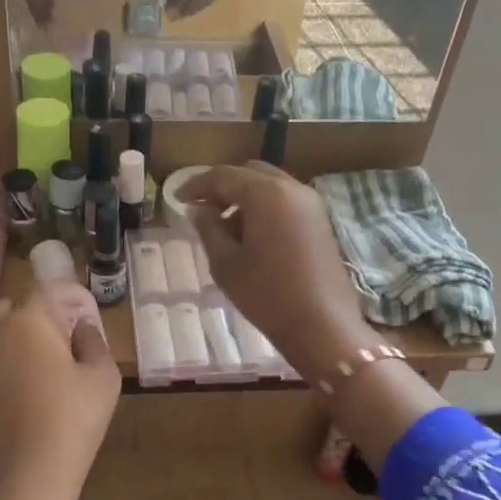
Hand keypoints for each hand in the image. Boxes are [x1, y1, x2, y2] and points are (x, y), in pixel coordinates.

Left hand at [0, 290, 120, 499]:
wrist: (15, 487)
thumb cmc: (68, 425)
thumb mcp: (102, 380)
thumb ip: (94, 342)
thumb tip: (81, 329)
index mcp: (28, 320)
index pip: (50, 288)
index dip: (72, 296)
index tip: (89, 314)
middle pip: (16, 306)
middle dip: (41, 314)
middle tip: (68, 339)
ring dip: (21, 339)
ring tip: (51, 368)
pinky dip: (7, 364)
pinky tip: (29, 392)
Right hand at [179, 163, 375, 380]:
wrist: (322, 326)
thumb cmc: (267, 295)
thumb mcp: (226, 263)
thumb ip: (208, 229)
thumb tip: (199, 210)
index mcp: (265, 194)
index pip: (223, 176)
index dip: (197, 185)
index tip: (177, 199)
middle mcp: (291, 188)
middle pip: (249, 174)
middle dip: (223, 187)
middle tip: (202, 210)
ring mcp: (311, 204)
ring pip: (269, 186)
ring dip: (245, 198)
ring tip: (225, 229)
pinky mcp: (321, 221)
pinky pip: (285, 201)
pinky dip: (265, 208)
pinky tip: (251, 237)